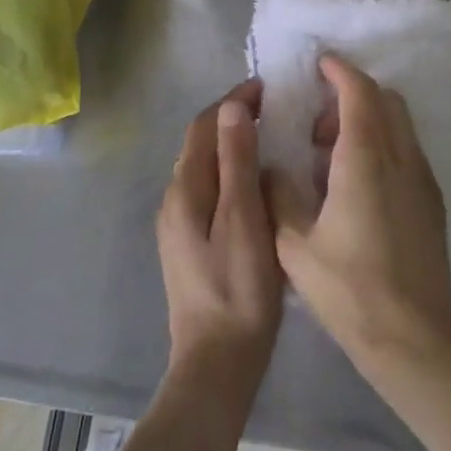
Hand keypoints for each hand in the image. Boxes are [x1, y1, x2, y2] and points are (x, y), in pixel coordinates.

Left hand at [156, 79, 282, 401]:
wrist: (217, 363)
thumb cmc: (237, 288)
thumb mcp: (242, 218)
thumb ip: (236, 161)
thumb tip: (231, 106)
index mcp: (184, 189)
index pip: (204, 125)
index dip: (232, 101)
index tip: (267, 87)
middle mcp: (174, 199)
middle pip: (202, 143)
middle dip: (233, 119)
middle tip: (276, 109)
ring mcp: (179, 224)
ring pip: (207, 167)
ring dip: (233, 145)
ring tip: (273, 138)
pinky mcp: (191, 243)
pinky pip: (211, 190)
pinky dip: (232, 173)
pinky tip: (259, 184)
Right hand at [267, 56, 450, 382]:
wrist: (413, 338)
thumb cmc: (349, 290)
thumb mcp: (294, 246)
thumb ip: (279, 196)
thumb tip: (273, 169)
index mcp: (364, 160)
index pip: (359, 92)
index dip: (339, 71)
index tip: (320, 64)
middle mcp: (400, 158)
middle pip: (385, 100)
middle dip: (352, 95)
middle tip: (318, 124)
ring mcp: (422, 179)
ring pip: (400, 124)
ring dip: (368, 121)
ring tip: (332, 157)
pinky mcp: (432, 201)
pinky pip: (407, 151)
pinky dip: (383, 145)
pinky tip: (358, 185)